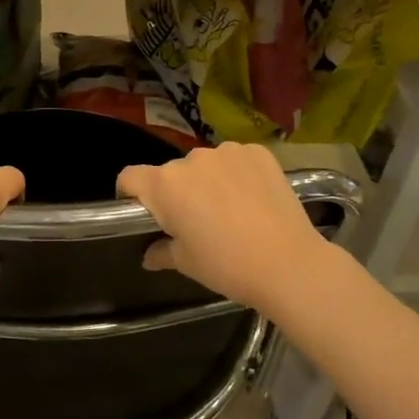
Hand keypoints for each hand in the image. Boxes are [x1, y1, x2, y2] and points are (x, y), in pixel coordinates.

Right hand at [117, 143, 337, 314]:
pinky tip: (253, 200)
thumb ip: (161, 251)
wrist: (289, 264)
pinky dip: (238, 174)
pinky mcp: (258, 152)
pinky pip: (236, 160)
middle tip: (195, 221)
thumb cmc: (227, 265)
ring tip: (230, 210)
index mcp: (164, 185)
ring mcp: (227, 152)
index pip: (129, 177)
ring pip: (206, 165)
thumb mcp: (187, 263)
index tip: (144, 214)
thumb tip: (149, 254)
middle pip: (172, 173)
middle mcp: (191, 159)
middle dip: (177, 192)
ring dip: (208, 181)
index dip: (130, 194)